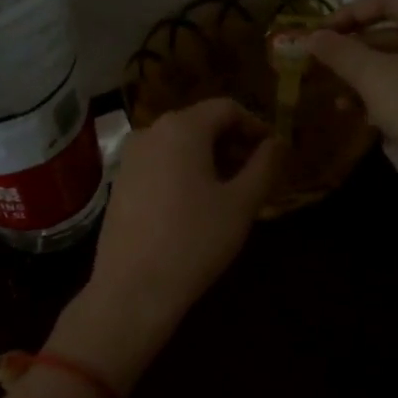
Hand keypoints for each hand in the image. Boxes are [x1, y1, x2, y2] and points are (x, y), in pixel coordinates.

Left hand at [81, 97, 283, 344]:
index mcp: (182, 128)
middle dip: (232, 143)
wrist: (133, 289)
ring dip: (209, 159)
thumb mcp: (241, 204)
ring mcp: (129, 158)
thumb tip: (278, 142)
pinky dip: (184, 172)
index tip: (274, 152)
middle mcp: (150, 132)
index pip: (227, 108)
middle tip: (256, 174)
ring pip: (179, 145)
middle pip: (201, 124)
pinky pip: (160, 164)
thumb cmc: (194, 241)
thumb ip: (265, 166)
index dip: (255, 125)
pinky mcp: (119, 183)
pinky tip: (196, 206)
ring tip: (230, 192)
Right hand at [299, 0, 397, 207]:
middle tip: (322, 68)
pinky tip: (361, 116)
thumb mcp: (373, 77)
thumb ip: (340, 52)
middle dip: (354, 51)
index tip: (317, 36)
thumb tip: (311, 36)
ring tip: (338, 101)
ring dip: (365, 77)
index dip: (346, 15)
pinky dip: (386, 92)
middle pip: (392, 29)